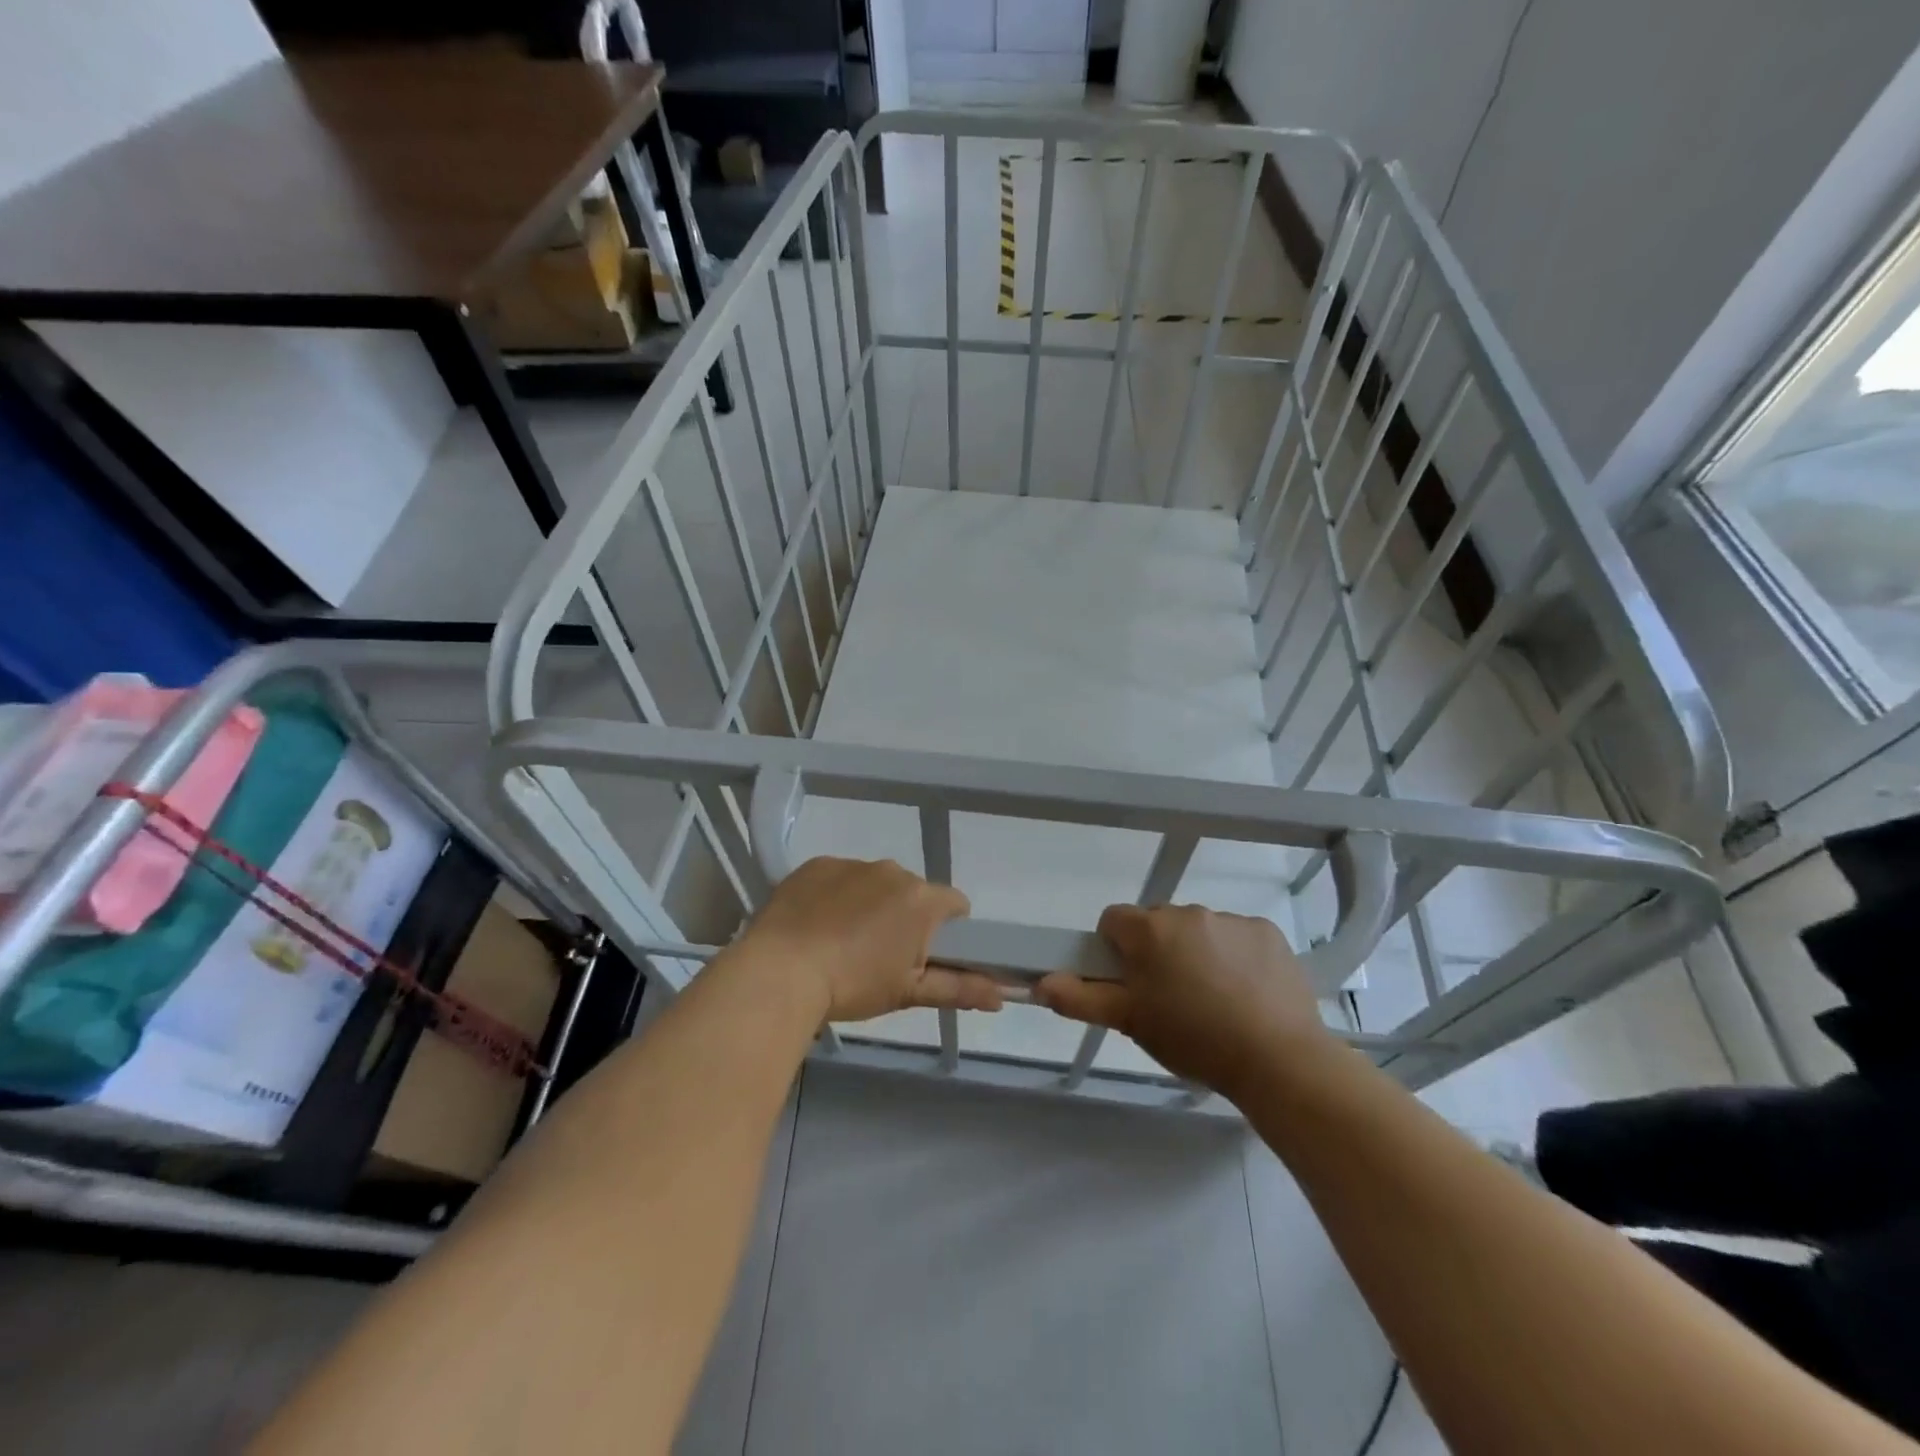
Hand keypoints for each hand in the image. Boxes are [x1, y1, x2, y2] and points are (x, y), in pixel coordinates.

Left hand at [739, 857, 1002, 1022]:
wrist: (781, 972)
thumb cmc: (854, 985)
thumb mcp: (909, 992)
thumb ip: (959, 988)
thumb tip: (1002, 995)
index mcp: (922, 900)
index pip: (955, 904)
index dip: (948, 929)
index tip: (926, 954)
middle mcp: (893, 871)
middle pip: (913, 892)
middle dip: (905, 917)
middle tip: (880, 955)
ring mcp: (852, 864)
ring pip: (875, 883)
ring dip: (870, 904)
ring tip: (842, 942)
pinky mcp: (817, 864)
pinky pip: (839, 877)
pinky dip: (835, 895)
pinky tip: (816, 925)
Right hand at [1036, 904, 1332, 1097]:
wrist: (1278, 1060)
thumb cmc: (1192, 1040)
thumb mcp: (1131, 1023)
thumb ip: (1081, 999)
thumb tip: (1040, 983)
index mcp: (1149, 930)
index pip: (1114, 921)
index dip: (1116, 951)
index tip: (1131, 983)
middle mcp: (1187, 912)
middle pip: (1157, 924)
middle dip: (1158, 952)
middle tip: (1171, 998)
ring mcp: (1230, 919)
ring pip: (1198, 930)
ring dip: (1196, 954)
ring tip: (1214, 1002)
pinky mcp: (1266, 931)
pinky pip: (1237, 937)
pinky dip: (1235, 957)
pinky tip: (1246, 994)